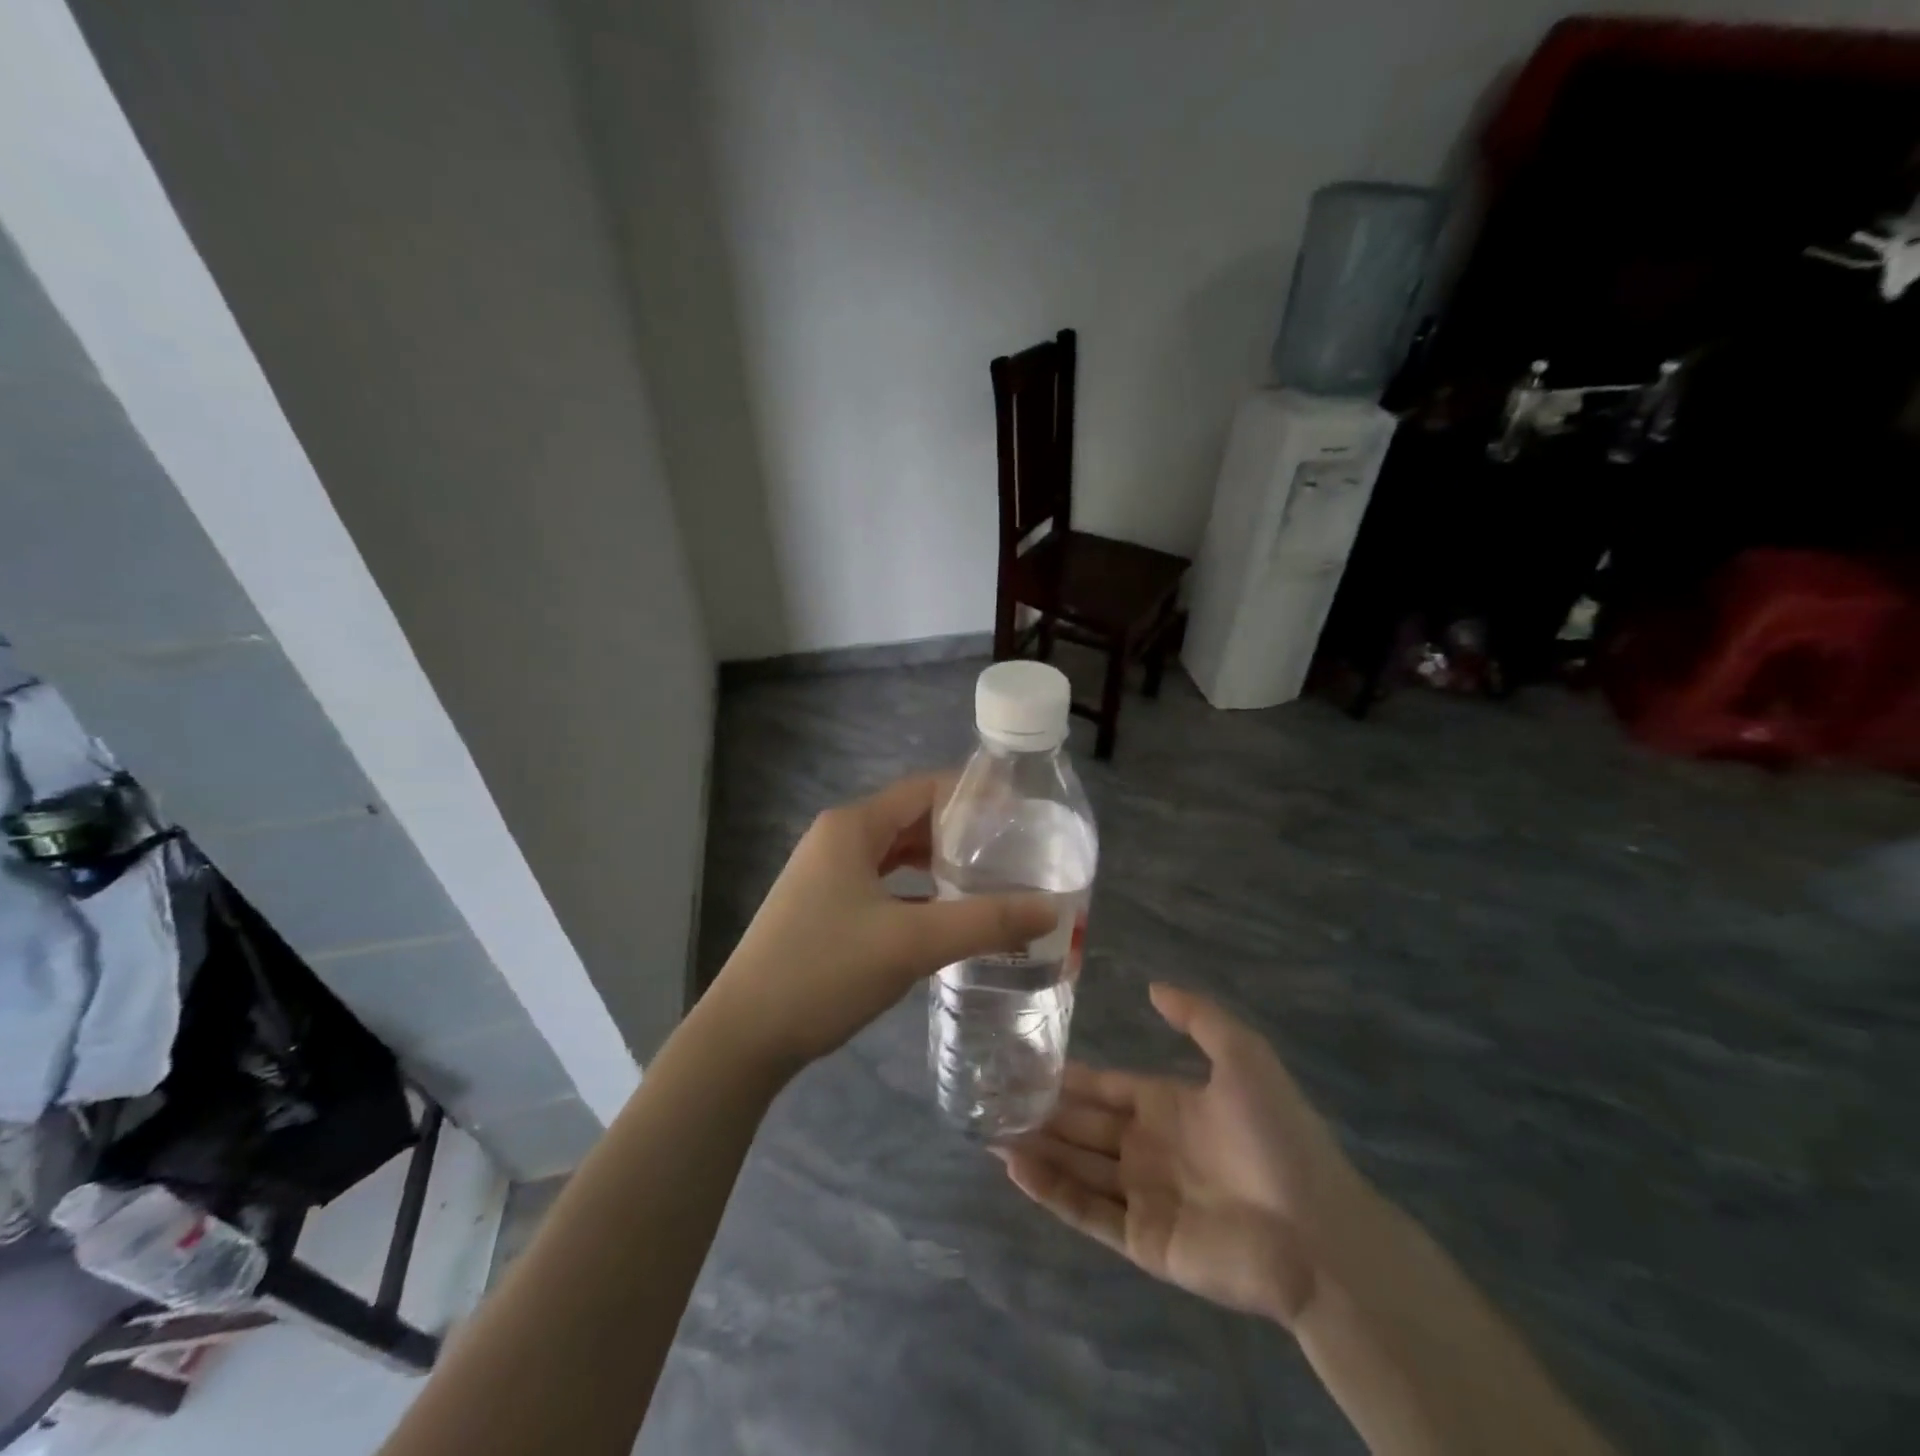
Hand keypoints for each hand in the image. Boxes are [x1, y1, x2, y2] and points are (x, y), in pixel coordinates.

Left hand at [705, 773, 1056, 1073]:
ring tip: (993, 882)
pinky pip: (884, 886)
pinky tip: (949, 916)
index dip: (975, 797)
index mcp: (853, 826)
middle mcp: (839, 839)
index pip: (926, 789)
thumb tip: (1052, 909)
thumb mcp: (912, 943)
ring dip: (941, 866)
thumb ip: (985, 922)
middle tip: (1017, 854)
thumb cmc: (825, 971)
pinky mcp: (826, 908)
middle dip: (964, 835)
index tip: (1023, 816)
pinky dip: (918, 893)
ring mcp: (828, 875)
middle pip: (913, 820)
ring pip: (898, 856)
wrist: (744, 1036)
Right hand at [997, 984, 1373, 1327]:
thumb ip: (1198, 1016)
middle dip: (1042, 1113)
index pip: (1106, 1088)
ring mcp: (1144, 1196)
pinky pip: (1088, 1211)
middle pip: (1084, 1127)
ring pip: (1078, 1167)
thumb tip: (1153, 986)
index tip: (1025, 1062)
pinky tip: (1016, 1168)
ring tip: (990, 1130)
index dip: (1069, 1078)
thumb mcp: (1243, 1056)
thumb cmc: (1277, 1137)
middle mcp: (1149, 1149)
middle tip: (992, 1098)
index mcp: (1168, 1107)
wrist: (1318, 1233)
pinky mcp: (1143, 1240)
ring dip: (1037, 1149)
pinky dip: (1051, 1191)